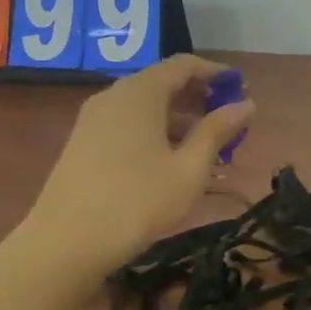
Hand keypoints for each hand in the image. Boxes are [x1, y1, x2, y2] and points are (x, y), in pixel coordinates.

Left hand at [27, 55, 254, 270]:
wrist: (63, 245)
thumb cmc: (136, 203)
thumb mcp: (189, 170)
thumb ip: (218, 132)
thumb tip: (247, 104)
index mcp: (140, 93)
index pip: (184, 65)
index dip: (216, 73)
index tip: (241, 89)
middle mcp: (114, 96)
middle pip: (163, 82)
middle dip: (199, 98)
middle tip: (229, 123)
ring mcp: (94, 119)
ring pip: (145, 105)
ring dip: (179, 118)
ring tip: (208, 147)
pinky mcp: (83, 143)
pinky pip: (128, 123)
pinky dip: (155, 131)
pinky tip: (171, 162)